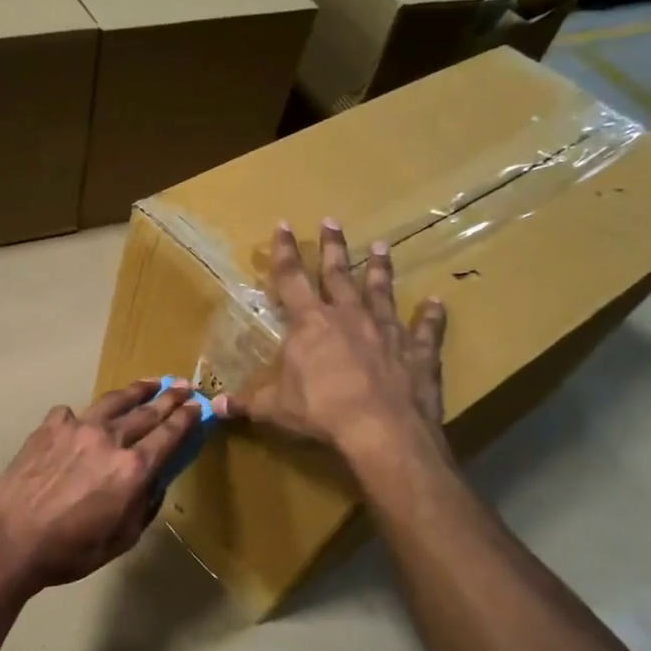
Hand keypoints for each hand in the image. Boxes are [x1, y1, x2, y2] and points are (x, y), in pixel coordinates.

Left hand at [0, 380, 203, 591]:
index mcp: (132, 469)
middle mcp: (109, 439)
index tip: (199, 407)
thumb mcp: (122, 539)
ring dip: (136, 391)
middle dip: (169, 398)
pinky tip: (84, 419)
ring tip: (150, 383)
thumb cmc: (69, 551)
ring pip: (113, 401)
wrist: (10, 540)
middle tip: (184, 387)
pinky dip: (85, 414)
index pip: (169, 435)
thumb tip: (155, 481)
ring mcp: (76, 427)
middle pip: (146, 412)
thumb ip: (144, 506)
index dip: (187, 418)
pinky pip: (73, 413)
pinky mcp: (49, 427)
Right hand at [222, 220, 449, 471]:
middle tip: (332, 221)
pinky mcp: (418, 350)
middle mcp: (349, 316)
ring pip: (381, 290)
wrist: (382, 429)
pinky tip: (437, 301)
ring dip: (380, 268)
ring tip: (381, 246)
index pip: (291, 279)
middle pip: (338, 274)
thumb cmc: (321, 412)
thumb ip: (246, 403)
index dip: (284, 252)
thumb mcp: (274, 409)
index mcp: (311, 324)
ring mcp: (387, 329)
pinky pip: (426, 328)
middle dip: (333, 247)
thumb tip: (213, 407)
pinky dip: (431, 315)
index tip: (283, 225)